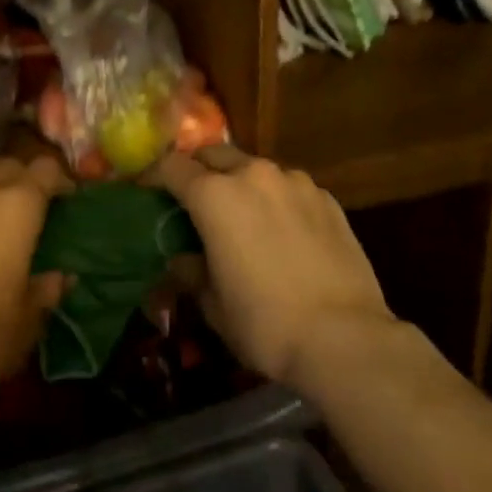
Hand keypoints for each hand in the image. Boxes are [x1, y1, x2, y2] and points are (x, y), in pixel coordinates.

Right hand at [153, 149, 394, 389]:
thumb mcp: (213, 304)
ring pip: (255, 168)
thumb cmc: (265, 323)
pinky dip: (276, 199)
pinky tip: (283, 231)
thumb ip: (192, 271)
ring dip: (240, 182)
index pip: (171, 167)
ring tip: (243, 215)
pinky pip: (289, 187)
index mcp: (215, 195)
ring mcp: (295, 182)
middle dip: (198, 170)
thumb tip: (184, 259)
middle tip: (193, 199)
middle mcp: (254, 174)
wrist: (345, 337)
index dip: (154, 177)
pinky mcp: (327, 198)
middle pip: (214, 154)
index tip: (147, 191)